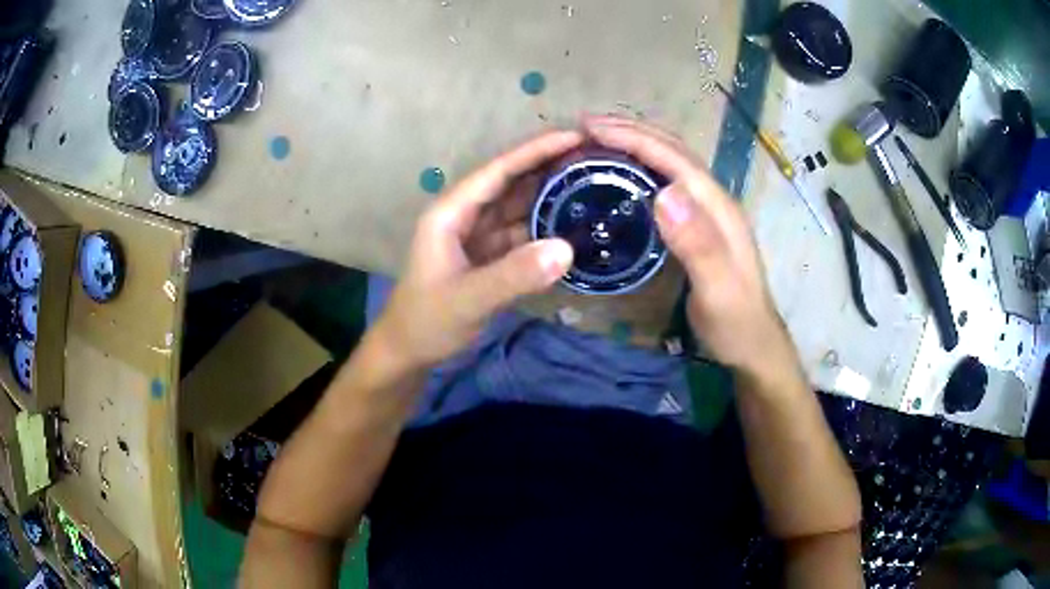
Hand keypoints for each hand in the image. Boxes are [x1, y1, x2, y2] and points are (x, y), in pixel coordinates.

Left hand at [372, 131, 579, 369]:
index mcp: (452, 212)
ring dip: (552, 195)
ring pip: (520, 207)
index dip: (536, 150)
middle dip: (550, 167)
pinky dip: (547, 228)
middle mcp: (466, 216)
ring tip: (595, 183)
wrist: (408, 352)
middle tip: (597, 158)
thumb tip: (567, 248)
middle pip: (512, 183)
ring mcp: (478, 236)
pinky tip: (575, 225)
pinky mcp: (489, 257)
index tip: (576, 137)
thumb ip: (513, 276)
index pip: (498, 171)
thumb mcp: (467, 299)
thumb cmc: (426, 321)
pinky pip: (522, 233)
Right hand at [583, 115, 795, 374]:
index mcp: (717, 207)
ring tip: (598, 141)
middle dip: (632, 132)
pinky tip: (622, 176)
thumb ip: (698, 245)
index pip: (674, 158)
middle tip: (586, 127)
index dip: (634, 138)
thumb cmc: (735, 322)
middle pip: (673, 152)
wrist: (753, 346)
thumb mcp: (718, 290)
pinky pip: (666, 184)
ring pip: (670, 165)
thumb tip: (664, 194)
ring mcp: (707, 212)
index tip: (591, 128)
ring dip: (636, 145)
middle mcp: (714, 200)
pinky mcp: (698, 226)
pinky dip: (641, 169)